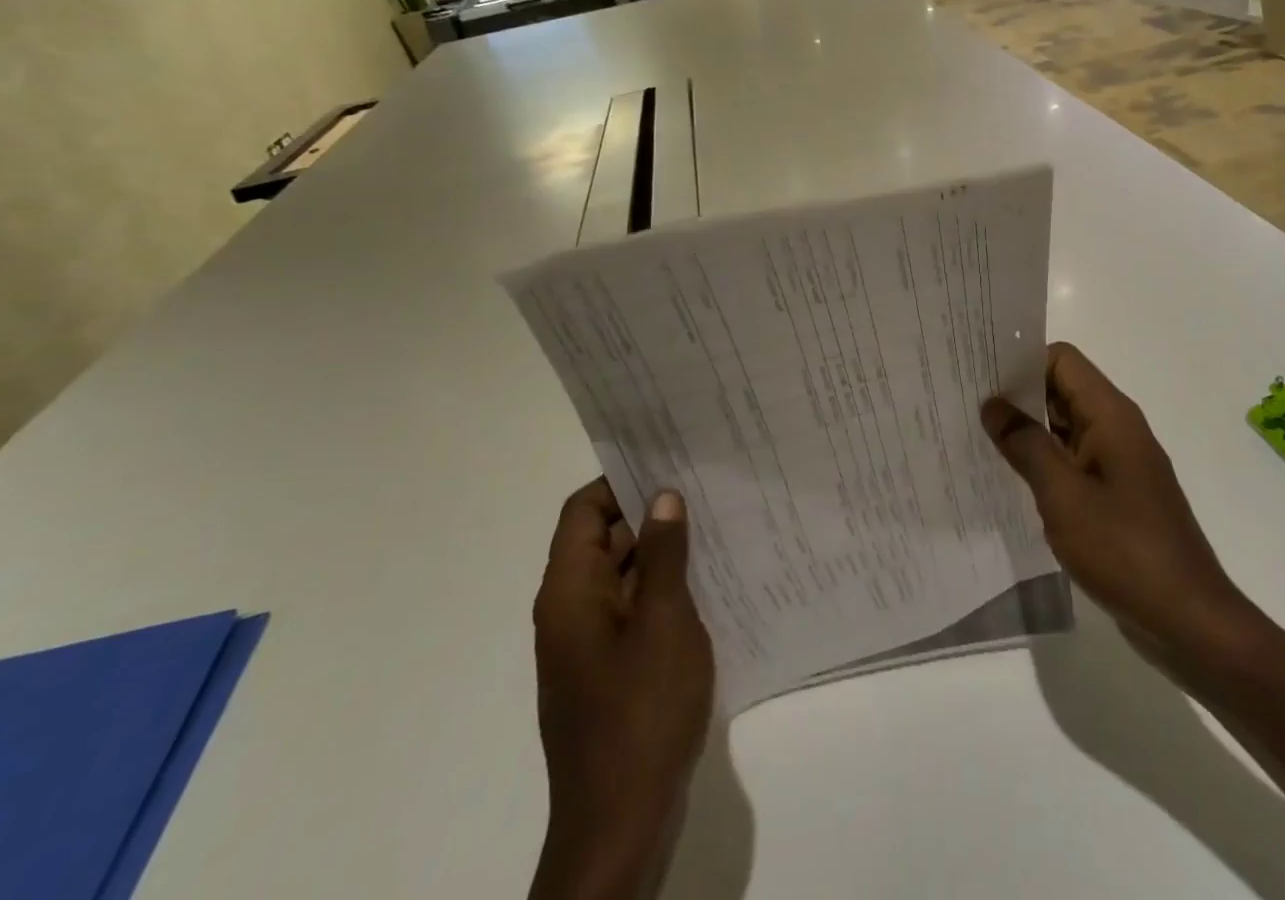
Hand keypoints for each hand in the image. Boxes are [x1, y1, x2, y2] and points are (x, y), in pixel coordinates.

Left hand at [530, 480, 714, 899]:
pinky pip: (630, 610)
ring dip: (659, 552)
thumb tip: (662, 497)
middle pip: (601, 540)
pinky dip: (660, 590)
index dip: (621, 480)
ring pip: (620, 576)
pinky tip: (706, 583)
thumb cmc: (641, 712)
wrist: (620, 824)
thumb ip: (662, 554)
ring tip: (715, 526)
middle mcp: (569, 611)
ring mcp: (587, 645)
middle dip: (648, 512)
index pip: (583, 511)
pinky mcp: (607, 672)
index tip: (669, 461)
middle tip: (704, 487)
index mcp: (569, 592)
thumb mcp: (663, 620)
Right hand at [982, 343, 1247, 675]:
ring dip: (1028, 430)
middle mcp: (1117, 428)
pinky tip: (1011, 479)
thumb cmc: (1124, 550)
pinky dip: (1044, 461)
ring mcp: (1118, 462)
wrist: (1188, 620)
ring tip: (979, 439)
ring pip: (1065, 426)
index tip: (981, 378)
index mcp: (1111, 415)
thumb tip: (993, 405)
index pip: (1061, 360)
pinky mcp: (1116, 494)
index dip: (1022, 363)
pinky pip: (1073, 460)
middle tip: (968, 406)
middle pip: (1062, 389)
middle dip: (1018, 395)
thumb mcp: (1063, 495)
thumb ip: (1025, 444)